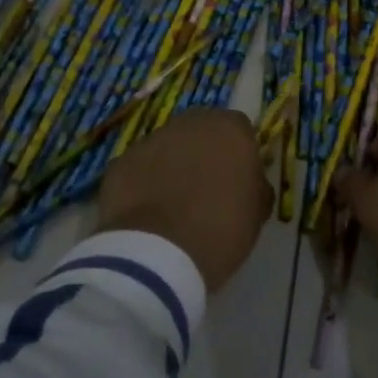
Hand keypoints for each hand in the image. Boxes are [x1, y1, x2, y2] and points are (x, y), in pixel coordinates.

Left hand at [96, 108, 270, 292]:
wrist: (157, 254)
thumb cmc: (220, 231)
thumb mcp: (256, 214)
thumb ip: (256, 187)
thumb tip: (251, 183)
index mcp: (231, 130)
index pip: (240, 131)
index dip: (238, 155)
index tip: (237, 181)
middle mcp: (191, 123)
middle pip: (201, 131)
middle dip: (203, 153)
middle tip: (204, 189)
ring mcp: (152, 139)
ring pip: (167, 147)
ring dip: (171, 166)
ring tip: (171, 205)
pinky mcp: (121, 161)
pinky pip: (139, 168)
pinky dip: (143, 183)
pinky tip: (145, 214)